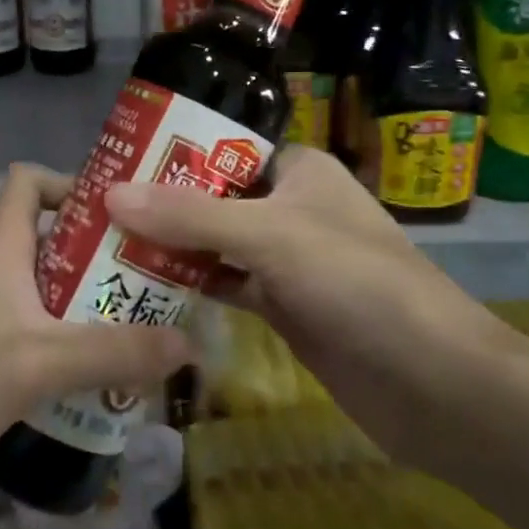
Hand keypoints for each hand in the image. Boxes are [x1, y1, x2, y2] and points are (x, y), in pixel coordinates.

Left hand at [0, 163, 193, 507]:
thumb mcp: (41, 367)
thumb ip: (116, 352)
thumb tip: (190, 344)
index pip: (29, 179)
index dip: (72, 184)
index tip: (119, 217)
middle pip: (41, 232)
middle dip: (91, 253)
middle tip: (141, 281)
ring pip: (29, 278)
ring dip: (72, 295)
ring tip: (120, 325)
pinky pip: (12, 313)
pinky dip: (46, 325)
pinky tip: (71, 368)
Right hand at [104, 146, 520, 464]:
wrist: (430, 382)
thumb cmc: (356, 283)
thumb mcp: (269, 235)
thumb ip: (190, 215)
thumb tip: (110, 194)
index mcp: (300, 170)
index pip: (227, 147)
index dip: (175, 152)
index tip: (118, 160)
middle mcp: (293, 208)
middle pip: (215, 196)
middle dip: (163, 203)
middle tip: (97, 206)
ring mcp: (288, 261)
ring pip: (217, 244)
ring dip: (171, 247)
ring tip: (106, 243)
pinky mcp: (284, 308)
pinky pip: (227, 285)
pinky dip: (192, 285)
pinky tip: (144, 287)